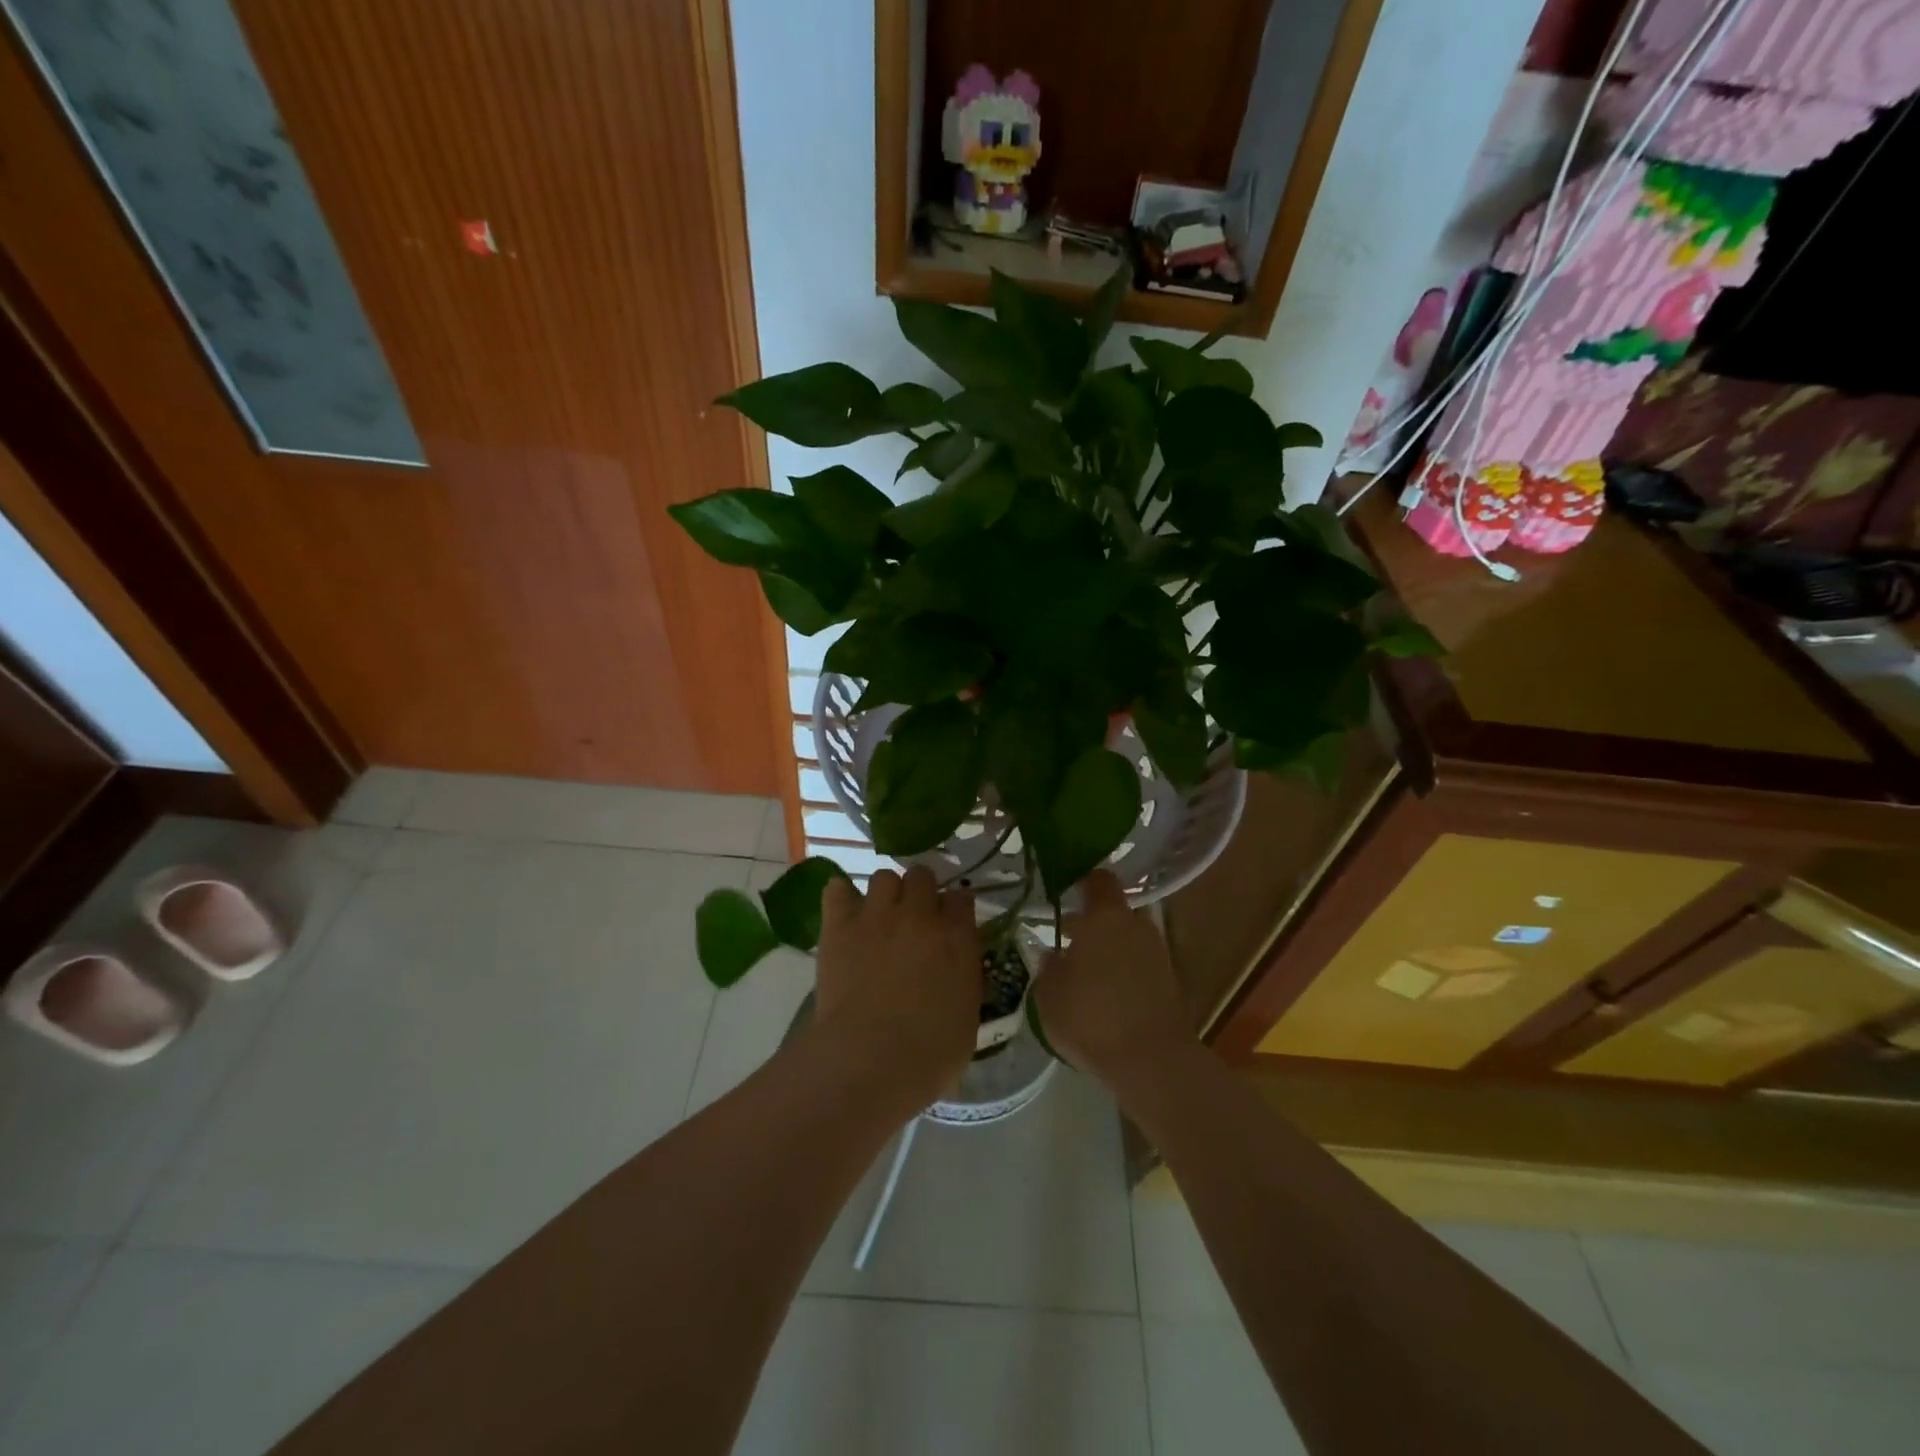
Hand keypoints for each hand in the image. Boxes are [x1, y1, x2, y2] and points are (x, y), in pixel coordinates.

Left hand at [811, 866, 980, 1111]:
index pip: (961, 898)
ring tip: (879, 917)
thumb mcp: (967, 1016)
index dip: (954, 907)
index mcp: (957, 938)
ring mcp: (878, 915)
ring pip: (883, 876)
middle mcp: (920, 916)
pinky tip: (844, 914)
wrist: (871, 1059)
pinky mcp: (840, 925)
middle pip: (922, 876)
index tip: (950, 922)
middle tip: (913, 918)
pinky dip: (841, 897)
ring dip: (885, 893)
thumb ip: (963, 978)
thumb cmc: (929, 1054)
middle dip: (920, 891)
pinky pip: (838, 889)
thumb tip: (955, 967)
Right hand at [1033, 871, 1192, 1087]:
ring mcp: (1157, 953)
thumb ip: (1048, 965)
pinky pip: (1138, 964)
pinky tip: (1102, 994)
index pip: (1099, 879)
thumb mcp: (1048, 992)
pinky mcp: (1169, 982)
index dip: (1082, 879)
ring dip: (1107, 948)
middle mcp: (1135, 925)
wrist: (1151, 1062)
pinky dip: (1122, 971)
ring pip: (1126, 938)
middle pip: (1112, 911)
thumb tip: (1052, 952)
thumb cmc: (1090, 1016)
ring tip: (1081, 971)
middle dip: (1090, 921)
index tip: (1063, 888)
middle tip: (1065, 937)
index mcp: (1105, 916)